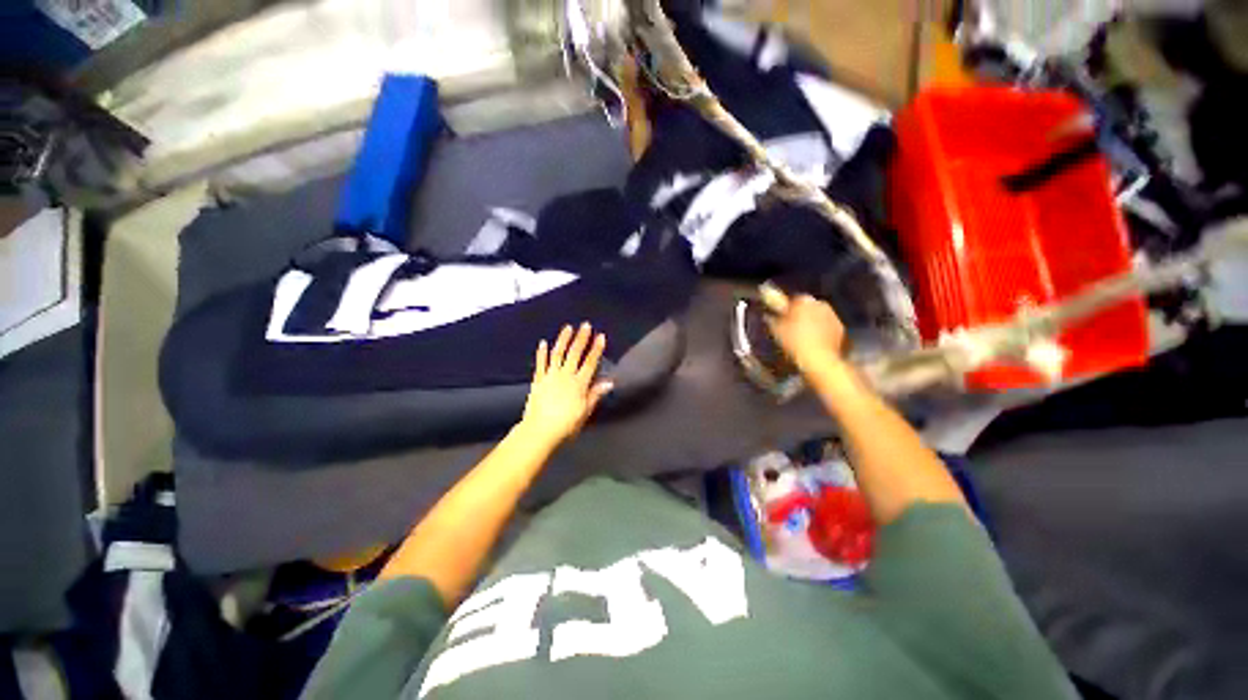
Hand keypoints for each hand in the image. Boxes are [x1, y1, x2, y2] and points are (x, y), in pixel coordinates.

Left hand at [519, 323, 613, 447]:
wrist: (540, 430)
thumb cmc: (566, 424)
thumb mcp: (585, 411)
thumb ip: (595, 394)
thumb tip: (609, 382)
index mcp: (579, 383)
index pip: (590, 362)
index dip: (596, 349)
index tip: (601, 336)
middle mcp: (565, 376)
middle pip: (575, 354)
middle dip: (581, 338)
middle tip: (585, 325)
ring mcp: (550, 376)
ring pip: (558, 354)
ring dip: (563, 340)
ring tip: (567, 327)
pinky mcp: (538, 381)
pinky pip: (540, 364)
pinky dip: (542, 353)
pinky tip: (543, 343)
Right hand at [766, 293, 846, 373]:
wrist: (819, 359)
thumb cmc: (794, 342)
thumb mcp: (777, 331)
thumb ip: (773, 320)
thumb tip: (769, 316)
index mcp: (803, 301)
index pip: (794, 300)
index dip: (788, 309)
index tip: (783, 318)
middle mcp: (820, 304)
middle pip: (808, 306)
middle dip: (802, 314)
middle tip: (792, 327)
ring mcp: (833, 315)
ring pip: (819, 316)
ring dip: (813, 322)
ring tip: (804, 336)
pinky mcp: (841, 328)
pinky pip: (828, 326)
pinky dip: (822, 331)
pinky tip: (815, 342)